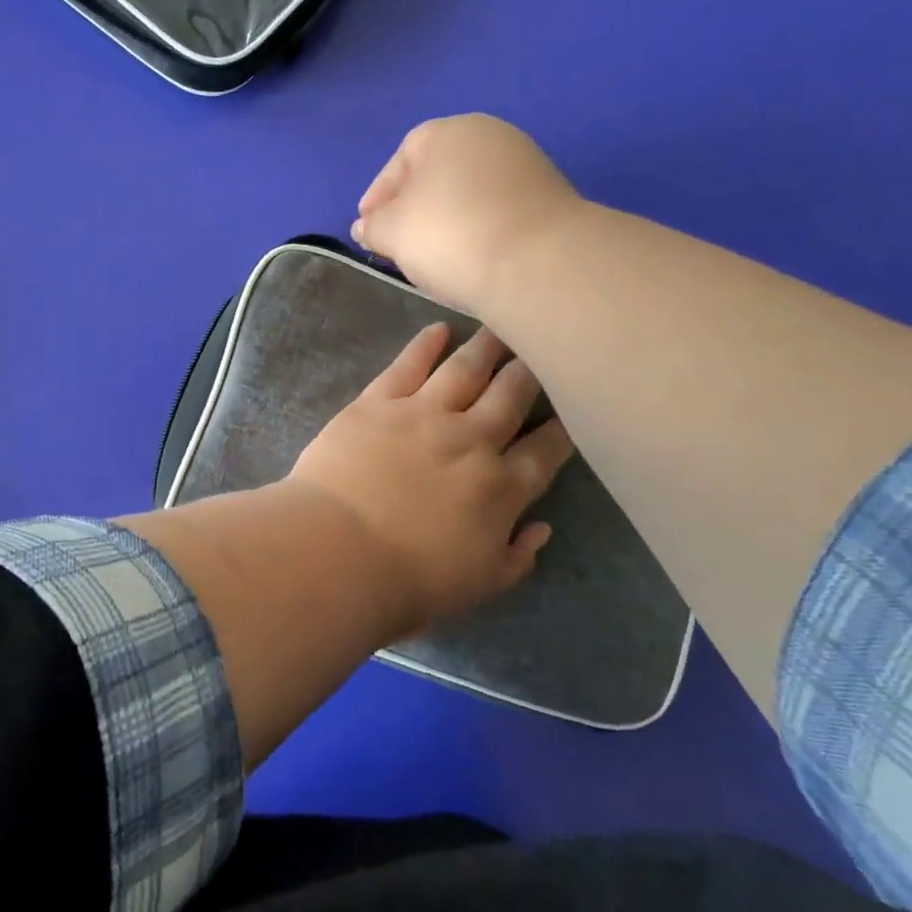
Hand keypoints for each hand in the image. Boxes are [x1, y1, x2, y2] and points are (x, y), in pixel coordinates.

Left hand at [287, 322, 574, 634]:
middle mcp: (473, 439)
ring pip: (466, 369)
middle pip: (512, 394)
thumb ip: (518, 556)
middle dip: (531, 370)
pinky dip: (426, 343)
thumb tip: (542, 528)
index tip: (572, 408)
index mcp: (502, 487)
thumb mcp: (481, 585)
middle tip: (542, 347)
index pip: (546, 450)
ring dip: (487, 346)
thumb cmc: (410, 581)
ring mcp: (425, 414)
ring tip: (502, 326)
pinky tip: (438, 329)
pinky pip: (409, 364)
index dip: (563, 428)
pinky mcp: (379, 401)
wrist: (339, 552)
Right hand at [352, 114, 582, 313]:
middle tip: (400, 244)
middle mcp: (489, 136)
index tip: (369, 228)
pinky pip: (498, 211)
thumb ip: (373, 226)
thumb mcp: (393, 232)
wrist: (539, 263)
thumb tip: (366, 226)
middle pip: (438, 173)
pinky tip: (472, 258)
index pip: (401, 159)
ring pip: (469, 193)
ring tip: (435, 257)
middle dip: (414, 207)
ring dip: (448, 220)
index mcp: (446, 132)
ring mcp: (526, 164)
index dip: (379, 196)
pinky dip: (479, 230)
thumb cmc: (451, 235)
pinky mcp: (550, 198)